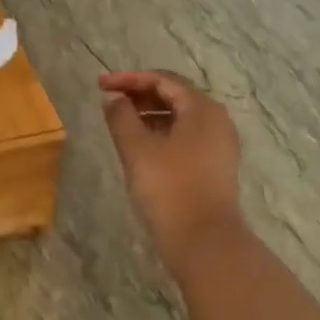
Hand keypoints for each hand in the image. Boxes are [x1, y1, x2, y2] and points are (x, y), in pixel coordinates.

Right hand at [100, 71, 244, 272]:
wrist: (203, 240)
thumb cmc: (168, 188)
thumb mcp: (137, 149)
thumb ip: (122, 118)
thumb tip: (115, 99)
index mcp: (202, 109)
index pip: (163, 80)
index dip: (129, 79)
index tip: (100, 85)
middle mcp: (216, 121)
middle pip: (175, 96)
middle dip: (140, 95)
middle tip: (109, 101)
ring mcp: (219, 146)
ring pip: (180, 119)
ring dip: (150, 115)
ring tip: (121, 123)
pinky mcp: (214, 167)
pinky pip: (185, 138)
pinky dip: (161, 134)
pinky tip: (141, 148)